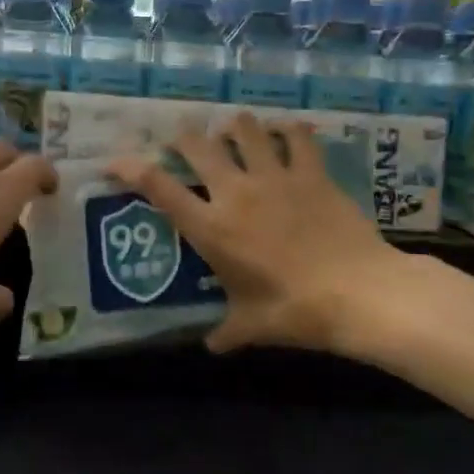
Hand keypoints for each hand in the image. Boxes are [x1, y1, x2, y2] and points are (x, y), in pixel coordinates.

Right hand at [108, 113, 400, 353]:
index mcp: (212, 228)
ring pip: (245, 129)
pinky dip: (289, 131)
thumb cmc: (295, 312)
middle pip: (198, 145)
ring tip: (233, 131)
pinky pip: (297, 137)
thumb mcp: (251, 326)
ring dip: (234, 127)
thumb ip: (226, 332)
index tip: (116, 161)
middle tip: (184, 141)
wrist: (358, 293)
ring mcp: (275, 177)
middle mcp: (236, 192)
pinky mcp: (312, 172)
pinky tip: (287, 133)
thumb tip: (212, 346)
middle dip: (184, 137)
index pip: (159, 188)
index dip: (131, 168)